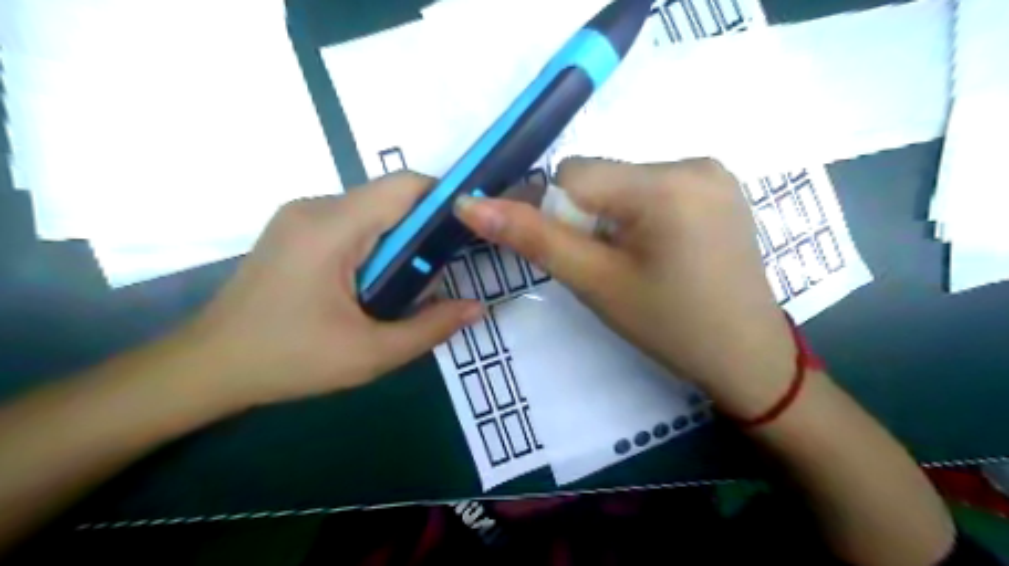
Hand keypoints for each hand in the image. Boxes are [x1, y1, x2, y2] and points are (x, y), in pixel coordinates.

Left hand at [182, 173, 483, 411]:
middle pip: (391, 197)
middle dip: (423, 229)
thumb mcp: (370, 354)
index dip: (445, 199)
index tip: (469, 231)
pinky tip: (374, 283)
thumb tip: (478, 308)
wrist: (208, 367)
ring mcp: (301, 215)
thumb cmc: (288, 360)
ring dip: (400, 240)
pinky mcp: (296, 229)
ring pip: (373, 210)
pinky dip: (377, 244)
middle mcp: (315, 207)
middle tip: (437, 275)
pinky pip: (353, 222)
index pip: (404, 186)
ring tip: (405, 286)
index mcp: (331, 228)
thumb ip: (430, 328)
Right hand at [457, 156, 797, 414]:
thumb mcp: (595, 283)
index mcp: (665, 185)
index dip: (560, 214)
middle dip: (590, 217)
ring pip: (625, 181)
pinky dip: (642, 213)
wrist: (746, 355)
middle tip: (612, 265)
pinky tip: (663, 250)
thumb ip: (533, 239)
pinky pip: (656, 186)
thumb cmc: (668, 326)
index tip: (579, 255)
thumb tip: (469, 204)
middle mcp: (693, 162)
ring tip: (639, 262)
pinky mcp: (721, 186)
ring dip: (615, 216)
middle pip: (602, 176)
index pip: (574, 173)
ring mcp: (714, 172)